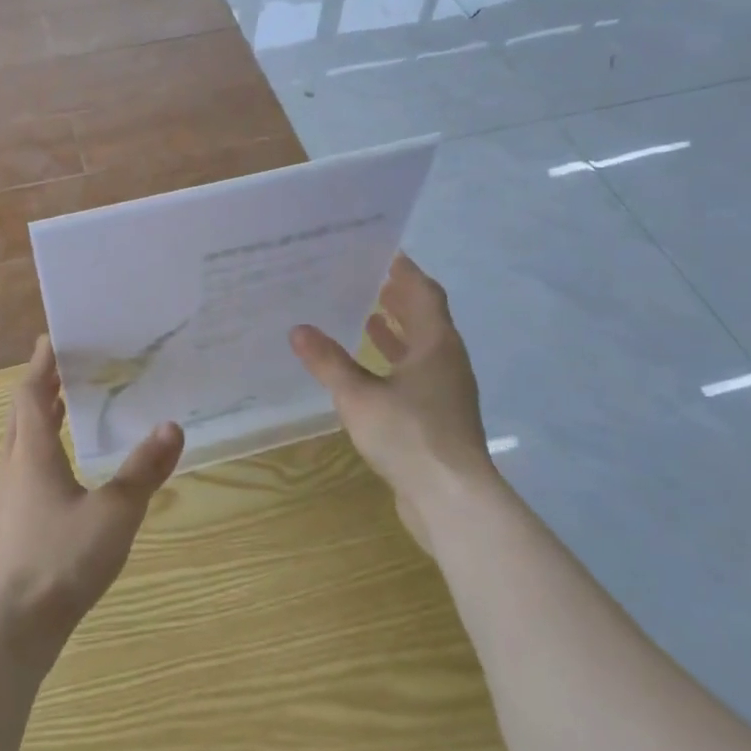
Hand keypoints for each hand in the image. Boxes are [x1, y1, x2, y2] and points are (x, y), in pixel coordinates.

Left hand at [0, 336, 183, 662]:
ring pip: (17, 446)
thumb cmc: (59, 561)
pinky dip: (37, 454)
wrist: (8, 631)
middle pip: (19, 416)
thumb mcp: (114, 514)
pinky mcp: (5, 530)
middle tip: (62, 369)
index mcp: (32, 455)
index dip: (40, 365)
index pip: (29, 395)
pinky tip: (58, 476)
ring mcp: (4, 502)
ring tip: (62, 412)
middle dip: (39, 388)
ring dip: (36, 421)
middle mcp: (11, 470)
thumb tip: (172, 426)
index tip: (50, 339)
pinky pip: (20, 473)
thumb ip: (143, 471)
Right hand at [290, 254, 497, 522]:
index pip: (424, 292)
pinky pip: (416, 373)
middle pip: (425, 317)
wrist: (451, 499)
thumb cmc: (409, 435)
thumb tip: (298, 329)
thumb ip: (328, 361)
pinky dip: (394, 361)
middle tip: (365, 277)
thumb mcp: (358, 396)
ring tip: (366, 314)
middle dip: (398, 296)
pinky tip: (369, 368)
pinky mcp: (438, 416)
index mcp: (436, 344)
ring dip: (396, 329)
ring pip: (421, 347)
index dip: (405, 270)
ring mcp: (446, 390)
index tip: (381, 250)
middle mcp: (446, 360)